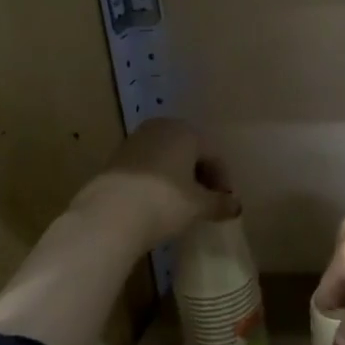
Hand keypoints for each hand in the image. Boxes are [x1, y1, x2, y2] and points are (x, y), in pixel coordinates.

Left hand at [68, 117, 234, 248]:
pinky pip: (147, 166)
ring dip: (178, 178)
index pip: (214, 154)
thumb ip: (220, 203)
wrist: (107, 217)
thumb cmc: (163, 203)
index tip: (225, 203)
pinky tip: (157, 203)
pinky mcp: (115, 159)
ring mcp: (135, 141)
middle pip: (190, 151)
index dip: (223, 180)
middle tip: (206, 202)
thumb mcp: (198, 206)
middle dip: (201, 176)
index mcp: (186, 131)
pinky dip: (158, 180)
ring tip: (182, 204)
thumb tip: (236, 206)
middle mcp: (161, 128)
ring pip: (167, 158)